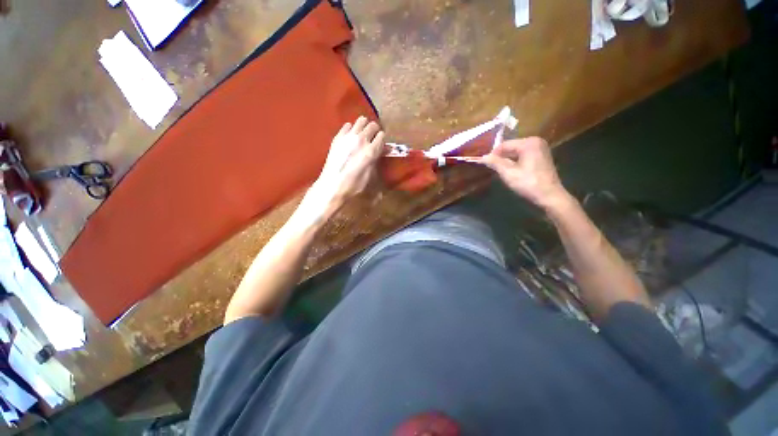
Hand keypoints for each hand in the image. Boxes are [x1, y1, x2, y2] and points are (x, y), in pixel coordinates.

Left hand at [297, 117, 384, 222]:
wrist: (333, 185)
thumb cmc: (354, 185)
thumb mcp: (371, 175)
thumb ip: (377, 160)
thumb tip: (382, 151)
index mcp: (371, 151)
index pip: (382, 135)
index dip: (382, 140)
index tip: (380, 144)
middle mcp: (361, 140)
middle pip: (372, 125)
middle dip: (374, 131)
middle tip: (372, 139)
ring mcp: (348, 137)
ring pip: (361, 120)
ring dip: (364, 126)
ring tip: (362, 135)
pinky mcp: (338, 137)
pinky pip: (347, 125)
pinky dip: (351, 129)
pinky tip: (350, 138)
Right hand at [481, 137, 570, 210]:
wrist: (549, 196)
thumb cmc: (528, 183)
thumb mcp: (508, 173)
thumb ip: (495, 163)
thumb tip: (482, 157)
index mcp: (528, 143)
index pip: (504, 145)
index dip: (493, 154)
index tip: (485, 164)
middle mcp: (536, 141)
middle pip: (511, 147)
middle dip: (500, 158)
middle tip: (492, 169)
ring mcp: (540, 149)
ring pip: (516, 152)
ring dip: (507, 161)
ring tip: (499, 171)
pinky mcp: (541, 157)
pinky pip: (523, 156)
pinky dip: (515, 162)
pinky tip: (511, 172)